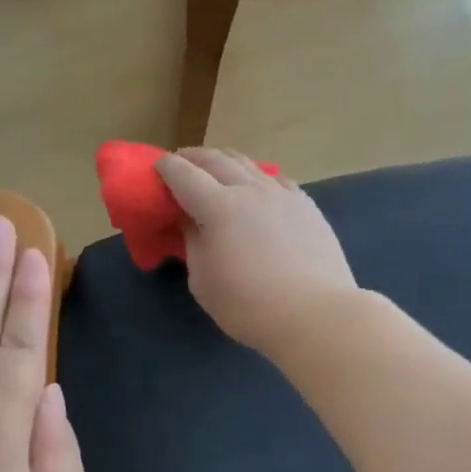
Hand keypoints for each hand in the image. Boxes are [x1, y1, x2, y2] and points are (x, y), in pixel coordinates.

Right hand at [155, 147, 358, 354]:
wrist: (316, 314)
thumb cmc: (247, 304)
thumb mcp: (202, 280)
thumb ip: (192, 243)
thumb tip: (190, 222)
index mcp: (217, 206)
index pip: (183, 174)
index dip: (165, 168)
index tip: (154, 169)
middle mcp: (249, 189)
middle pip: (215, 159)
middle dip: (192, 157)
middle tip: (180, 164)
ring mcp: (281, 194)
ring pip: (247, 163)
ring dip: (224, 162)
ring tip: (215, 170)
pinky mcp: (306, 205)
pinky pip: (274, 179)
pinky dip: (256, 177)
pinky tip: (256, 189)